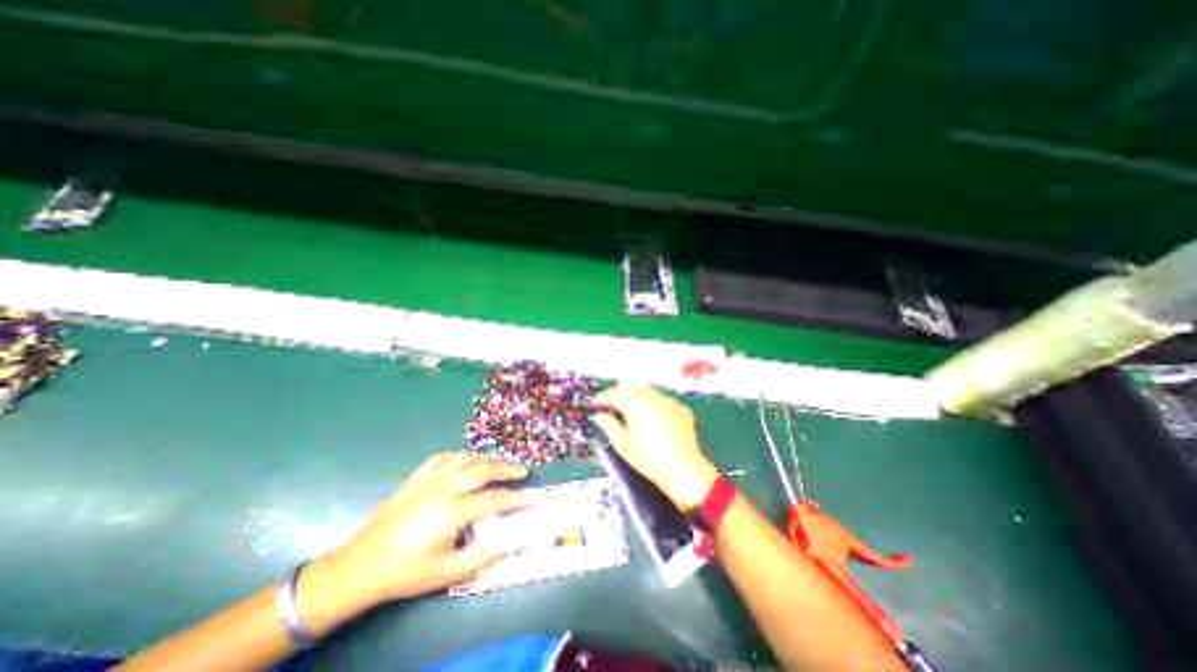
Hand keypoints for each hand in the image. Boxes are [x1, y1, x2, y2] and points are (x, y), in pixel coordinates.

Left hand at [311, 452, 527, 603]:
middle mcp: (444, 487)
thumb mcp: (447, 572)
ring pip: (466, 459)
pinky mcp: (416, 477)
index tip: (533, 498)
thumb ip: (483, 555)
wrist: (360, 566)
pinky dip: (460, 456)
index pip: (494, 499)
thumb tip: (512, 541)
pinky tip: (466, 461)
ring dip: (487, 460)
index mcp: (453, 511)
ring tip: (499, 466)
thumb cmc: (406, 572)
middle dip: (506, 469)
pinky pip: (444, 457)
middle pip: (483, 469)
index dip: (517, 499)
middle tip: (522, 471)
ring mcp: (429, 479)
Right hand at [590, 382, 713, 509]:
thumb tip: (600, 416)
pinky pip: (661, 400)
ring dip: (636, 396)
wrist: (684, 469)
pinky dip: (652, 404)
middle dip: (619, 392)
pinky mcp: (681, 409)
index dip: (602, 399)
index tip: (595, 405)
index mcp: (635, 402)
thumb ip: (609, 426)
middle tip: (611, 406)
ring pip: (647, 391)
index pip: (614, 394)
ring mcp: (668, 401)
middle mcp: (652, 396)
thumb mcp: (623, 445)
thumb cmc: (648, 459)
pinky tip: (651, 418)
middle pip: (631, 385)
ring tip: (631, 413)